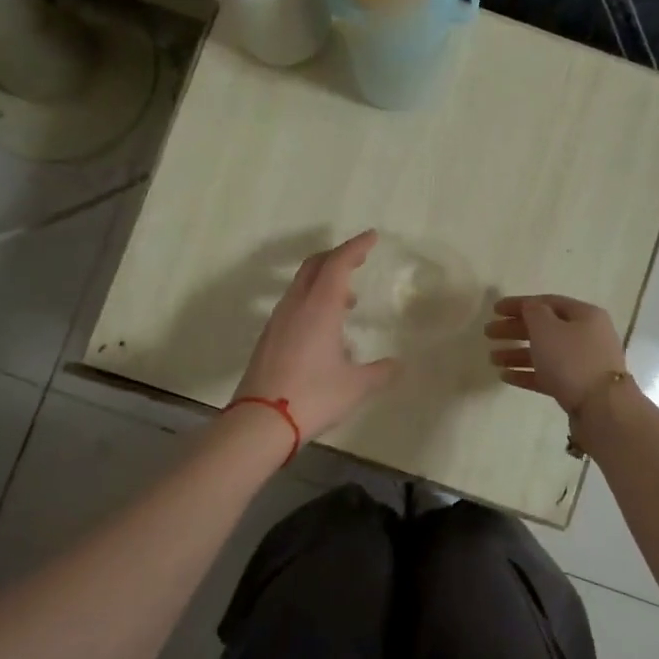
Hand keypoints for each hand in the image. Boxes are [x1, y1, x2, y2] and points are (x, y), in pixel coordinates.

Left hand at [234, 231, 397, 437]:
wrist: (261, 421)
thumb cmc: (313, 396)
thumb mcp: (356, 386)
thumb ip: (380, 372)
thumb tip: (398, 365)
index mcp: (320, 307)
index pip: (338, 263)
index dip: (355, 247)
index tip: (372, 237)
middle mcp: (296, 305)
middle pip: (314, 266)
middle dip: (337, 256)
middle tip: (358, 259)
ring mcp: (278, 321)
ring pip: (301, 285)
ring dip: (324, 281)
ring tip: (347, 300)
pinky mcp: (268, 338)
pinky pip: (294, 305)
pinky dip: (312, 301)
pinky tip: (325, 329)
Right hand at [485, 294, 626, 413]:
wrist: (602, 408)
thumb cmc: (572, 360)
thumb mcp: (547, 328)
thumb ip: (533, 312)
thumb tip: (530, 307)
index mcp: (584, 315)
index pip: (547, 302)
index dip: (519, 304)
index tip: (494, 310)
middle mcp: (587, 335)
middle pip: (545, 328)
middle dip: (515, 330)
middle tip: (488, 333)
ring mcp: (583, 363)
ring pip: (545, 353)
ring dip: (517, 353)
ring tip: (492, 358)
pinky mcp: (577, 387)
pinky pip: (548, 375)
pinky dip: (527, 373)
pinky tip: (505, 376)